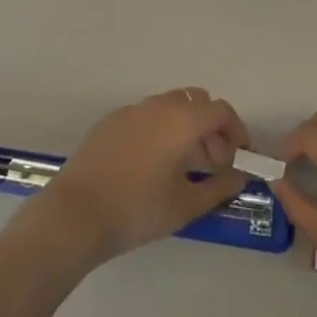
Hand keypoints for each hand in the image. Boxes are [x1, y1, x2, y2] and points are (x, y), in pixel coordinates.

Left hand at [33, 88, 249, 265]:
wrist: (75, 214)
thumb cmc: (137, 209)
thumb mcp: (185, 205)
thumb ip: (219, 188)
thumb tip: (241, 177)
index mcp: (182, 119)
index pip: (220, 111)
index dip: (236, 130)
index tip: (240, 155)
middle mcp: (159, 105)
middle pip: (196, 102)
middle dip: (211, 128)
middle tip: (213, 163)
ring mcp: (132, 109)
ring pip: (170, 107)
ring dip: (185, 128)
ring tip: (183, 167)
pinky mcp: (111, 121)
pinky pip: (146, 116)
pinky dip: (160, 130)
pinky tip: (151, 165)